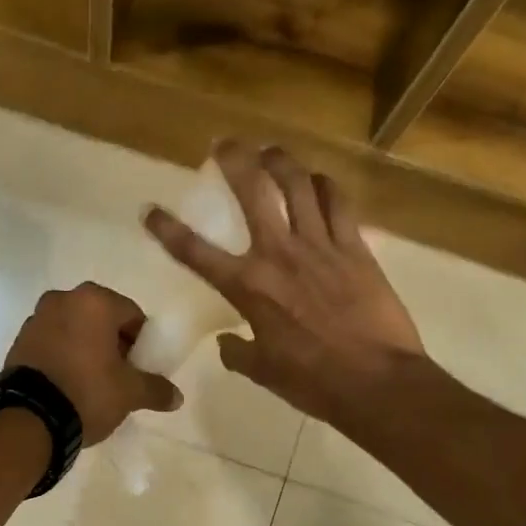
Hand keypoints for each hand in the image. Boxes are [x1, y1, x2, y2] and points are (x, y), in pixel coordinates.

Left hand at [5, 282, 181, 441]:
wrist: (30, 418)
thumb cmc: (88, 392)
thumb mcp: (130, 393)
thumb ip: (156, 389)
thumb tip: (177, 397)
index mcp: (94, 301)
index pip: (132, 315)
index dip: (141, 342)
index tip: (141, 367)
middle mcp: (62, 299)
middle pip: (100, 320)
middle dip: (112, 344)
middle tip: (119, 376)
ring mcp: (35, 319)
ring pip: (73, 331)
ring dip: (85, 350)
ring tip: (92, 384)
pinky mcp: (18, 342)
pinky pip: (51, 344)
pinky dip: (63, 357)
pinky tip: (68, 385)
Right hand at [143, 141, 426, 423]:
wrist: (376, 381)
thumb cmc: (312, 381)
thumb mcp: (263, 372)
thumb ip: (238, 352)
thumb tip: (227, 342)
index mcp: (248, 287)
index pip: (195, 252)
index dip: (167, 229)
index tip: (150, 210)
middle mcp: (279, 254)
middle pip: (253, 190)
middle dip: (234, 159)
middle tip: (224, 143)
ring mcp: (320, 245)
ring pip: (298, 184)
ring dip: (280, 161)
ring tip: (270, 151)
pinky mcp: (356, 247)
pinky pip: (338, 202)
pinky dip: (324, 185)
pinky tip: (318, 181)